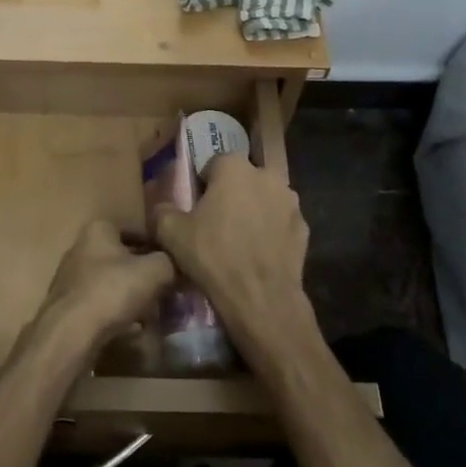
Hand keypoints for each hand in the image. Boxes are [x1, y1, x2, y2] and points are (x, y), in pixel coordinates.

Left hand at [37, 221, 174, 359]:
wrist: (71, 334)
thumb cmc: (112, 291)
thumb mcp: (154, 271)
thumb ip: (169, 262)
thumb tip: (174, 264)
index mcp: (99, 229)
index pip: (135, 230)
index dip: (156, 246)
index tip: (172, 263)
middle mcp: (81, 246)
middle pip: (122, 257)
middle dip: (143, 273)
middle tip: (165, 289)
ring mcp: (71, 276)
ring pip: (111, 281)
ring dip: (130, 294)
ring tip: (151, 312)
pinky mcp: (67, 305)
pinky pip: (100, 303)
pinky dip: (115, 311)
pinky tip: (130, 328)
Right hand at [151, 153, 317, 371]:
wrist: (262, 300)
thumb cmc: (214, 257)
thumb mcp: (171, 233)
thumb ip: (162, 210)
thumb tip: (162, 206)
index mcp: (234, 167)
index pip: (212, 166)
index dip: (202, 188)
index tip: (196, 211)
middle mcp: (265, 174)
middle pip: (241, 181)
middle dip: (230, 197)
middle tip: (216, 227)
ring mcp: (290, 201)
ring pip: (263, 200)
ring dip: (253, 212)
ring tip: (239, 243)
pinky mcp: (304, 227)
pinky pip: (280, 223)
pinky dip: (271, 233)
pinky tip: (259, 255)